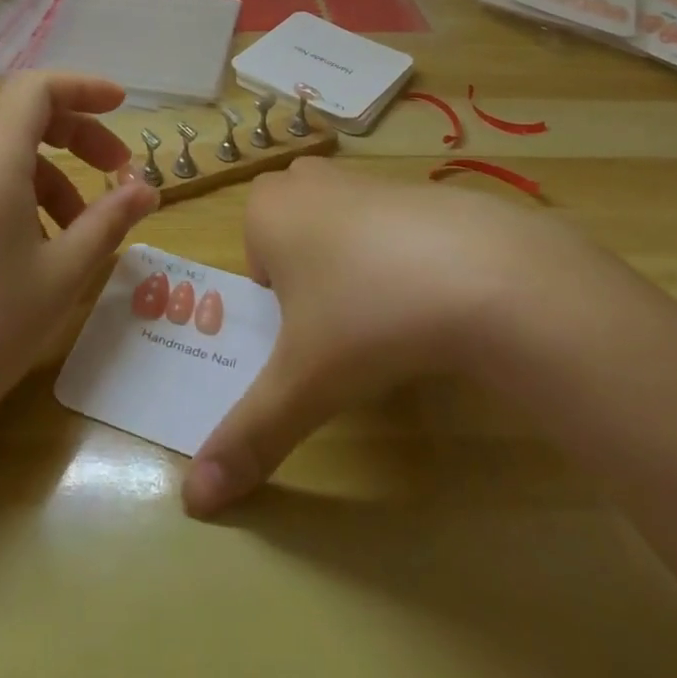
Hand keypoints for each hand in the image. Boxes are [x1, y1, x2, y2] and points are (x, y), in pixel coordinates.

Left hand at [0, 71, 158, 437]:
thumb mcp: (60, 276)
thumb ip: (107, 223)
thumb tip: (145, 190)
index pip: (38, 88)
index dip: (84, 87)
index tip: (122, 108)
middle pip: (26, 116)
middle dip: (79, 135)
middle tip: (118, 172)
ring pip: (7, 153)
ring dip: (55, 174)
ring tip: (85, 229)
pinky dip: (25, 196)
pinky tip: (41, 251)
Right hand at [183, 158, 569, 515]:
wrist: (481, 272)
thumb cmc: (366, 316)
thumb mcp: (304, 384)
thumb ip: (249, 436)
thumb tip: (195, 500)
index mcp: (267, 210)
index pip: (254, 259)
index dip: (279, 303)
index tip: (312, 333)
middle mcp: (308, 181)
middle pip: (294, 234)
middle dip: (309, 275)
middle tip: (343, 321)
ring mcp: (364, 177)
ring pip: (340, 224)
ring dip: (353, 263)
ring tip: (389, 312)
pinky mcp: (417, 186)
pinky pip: (391, 222)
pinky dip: (401, 253)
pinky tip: (434, 294)